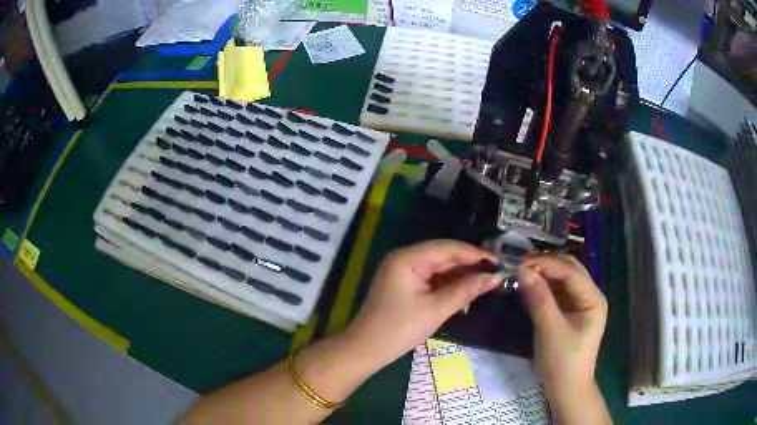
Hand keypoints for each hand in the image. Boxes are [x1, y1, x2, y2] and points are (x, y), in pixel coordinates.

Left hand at [345, 240, 501, 365]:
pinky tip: (464, 290)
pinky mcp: (403, 283)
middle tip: (494, 273)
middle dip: (468, 264)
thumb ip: (466, 290)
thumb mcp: (437, 309)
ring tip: (484, 282)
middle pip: (442, 255)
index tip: (497, 262)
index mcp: (408, 258)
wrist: (367, 349)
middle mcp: (404, 258)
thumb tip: (494, 278)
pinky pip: (430, 278)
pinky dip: (447, 284)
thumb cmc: (400, 328)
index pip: (447, 248)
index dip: (474, 254)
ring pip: (438, 267)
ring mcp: (402, 271)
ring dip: (459, 275)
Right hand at [517, 255, 606, 389]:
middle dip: (547, 265)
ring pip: (564, 280)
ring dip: (545, 274)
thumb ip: (538, 298)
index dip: (546, 263)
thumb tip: (522, 270)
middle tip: (521, 264)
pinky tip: (532, 287)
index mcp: (593, 298)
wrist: (567, 388)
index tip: (521, 262)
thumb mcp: (549, 329)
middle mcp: (591, 296)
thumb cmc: (562, 361)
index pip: (570, 271)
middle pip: (570, 271)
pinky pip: (559, 293)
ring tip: (523, 272)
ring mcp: (582, 304)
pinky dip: (546, 288)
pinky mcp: (572, 313)